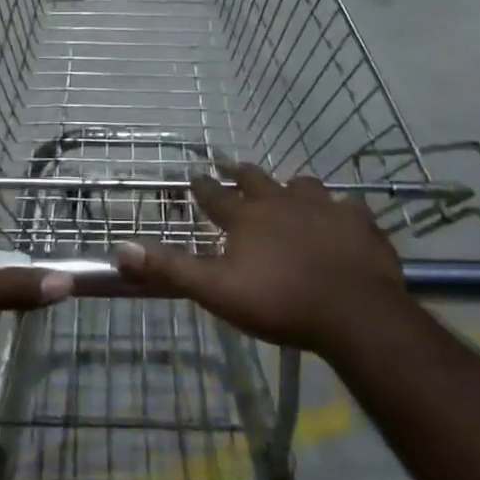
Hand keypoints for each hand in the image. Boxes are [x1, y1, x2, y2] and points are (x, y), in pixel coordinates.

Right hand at [111, 164, 411, 356]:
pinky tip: (342, 216)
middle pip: (256, 179)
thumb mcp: (217, 290)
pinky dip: (340, 210)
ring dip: (291, 186)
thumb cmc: (280, 302)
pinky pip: (347, 207)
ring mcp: (323, 207)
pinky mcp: (358, 222)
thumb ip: (172, 268)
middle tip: (233, 167)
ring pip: (302, 185)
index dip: (203, 185)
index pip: (215, 195)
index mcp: (246, 217)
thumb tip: (122, 248)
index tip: (195, 172)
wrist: (354, 312)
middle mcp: (281, 201)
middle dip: (241, 173)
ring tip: (289, 189)